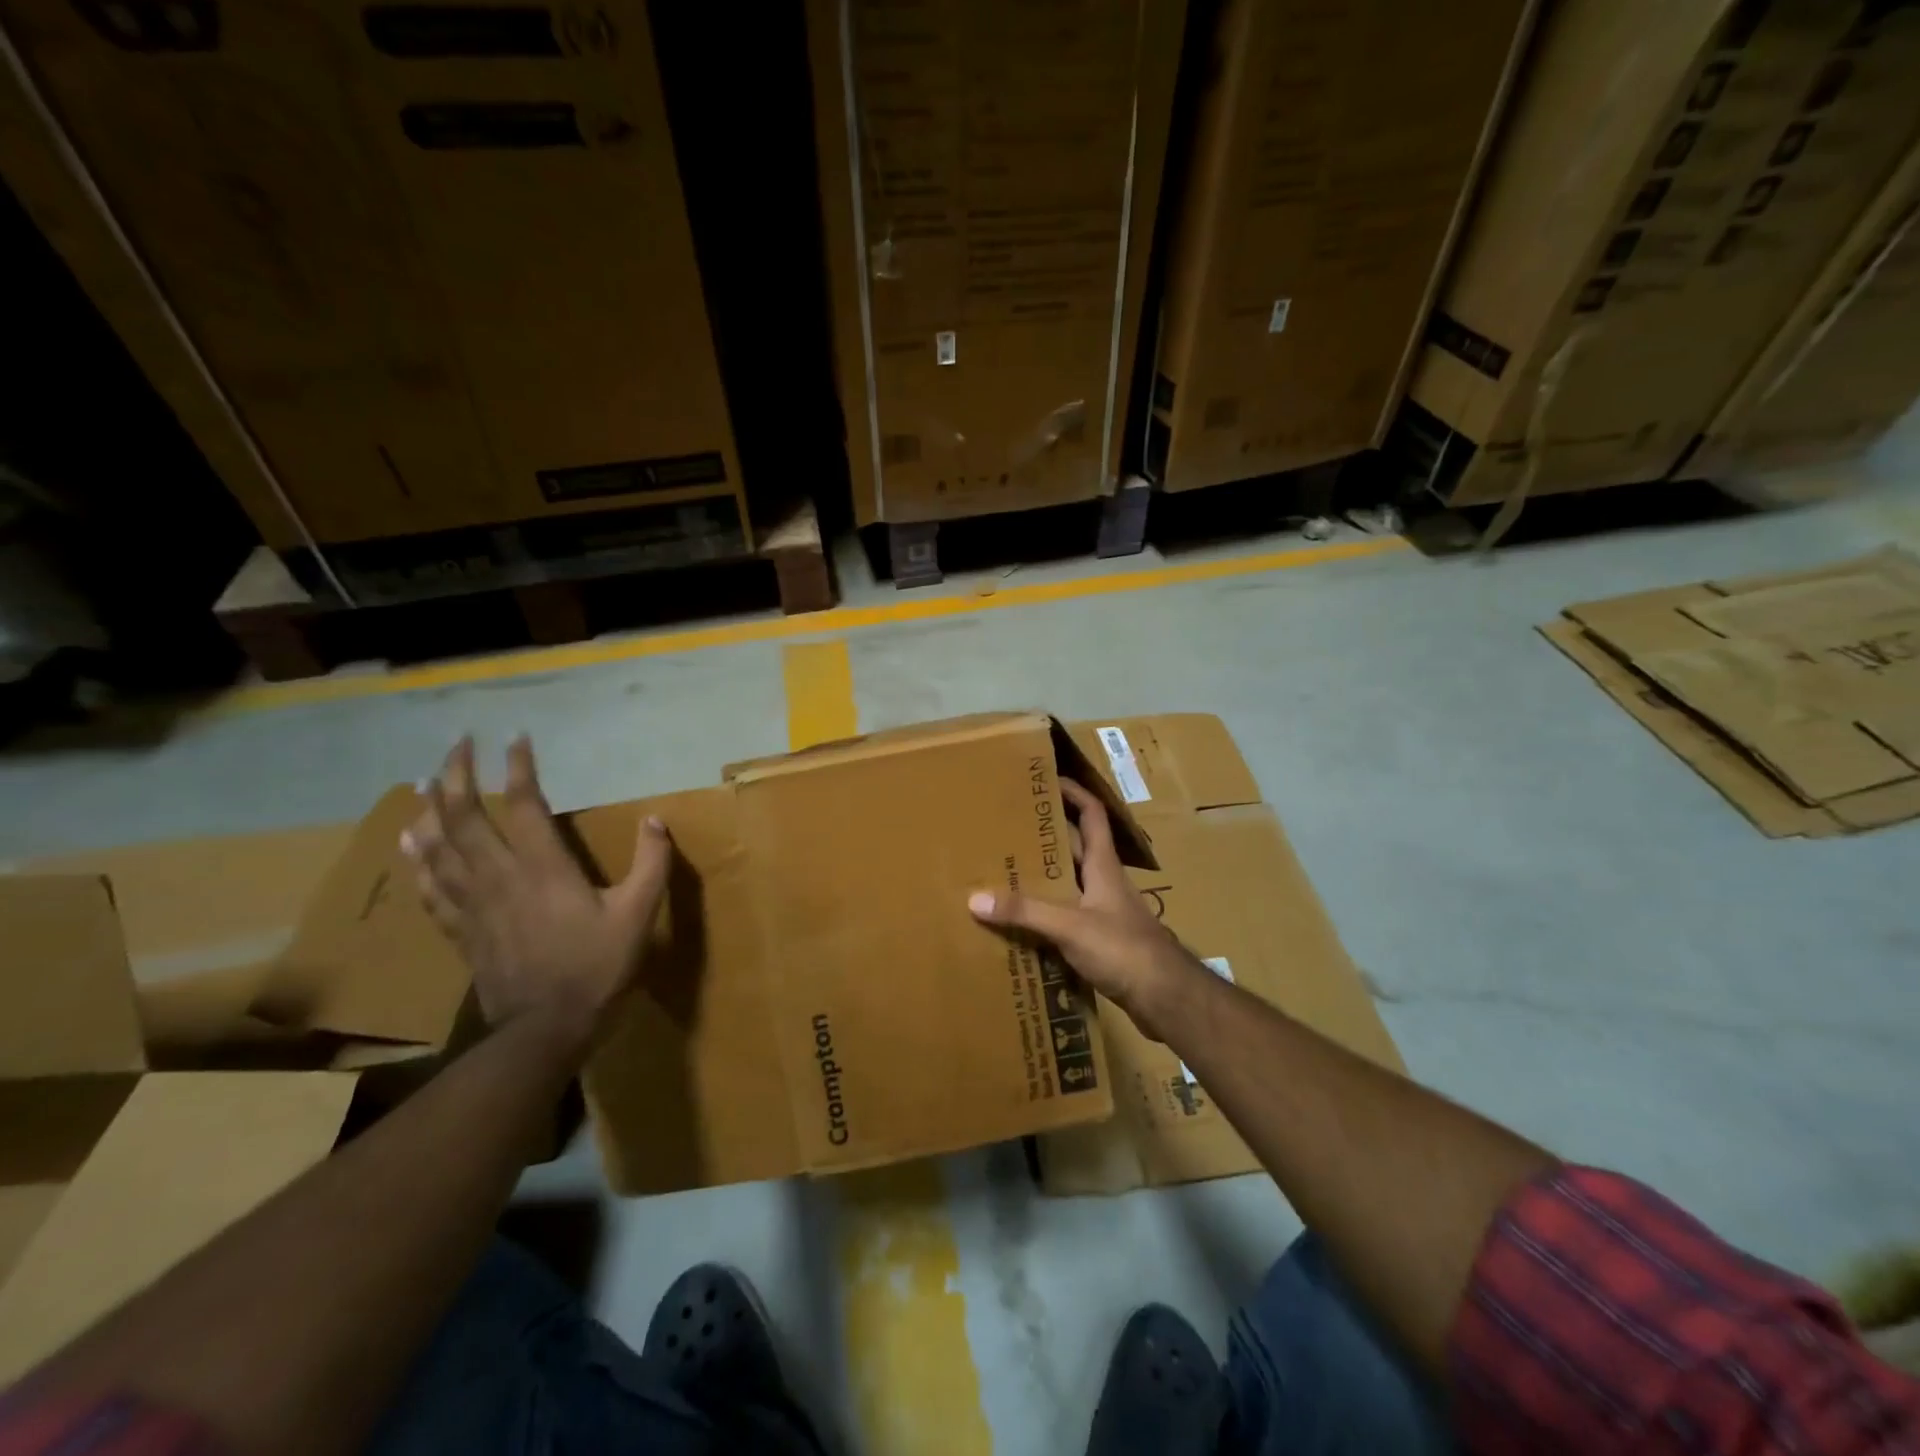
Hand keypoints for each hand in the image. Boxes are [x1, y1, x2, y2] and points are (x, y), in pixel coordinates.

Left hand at [401, 736, 670, 1046]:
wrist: (544, 1030)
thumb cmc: (596, 969)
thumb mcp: (639, 915)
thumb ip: (651, 865)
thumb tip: (656, 820)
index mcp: (544, 869)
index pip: (525, 805)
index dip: (519, 768)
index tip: (514, 737)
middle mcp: (500, 877)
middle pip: (465, 817)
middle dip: (457, 775)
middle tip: (456, 744)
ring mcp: (474, 905)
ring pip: (439, 848)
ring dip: (430, 809)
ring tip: (426, 781)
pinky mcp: (462, 930)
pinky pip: (431, 887)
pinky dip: (418, 859)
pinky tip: (410, 842)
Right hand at [967, 778, 1198, 1038]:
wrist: (1166, 998)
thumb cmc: (1124, 949)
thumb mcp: (1070, 926)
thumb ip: (1025, 912)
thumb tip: (975, 899)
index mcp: (1103, 866)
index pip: (1091, 815)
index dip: (1073, 793)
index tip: (1047, 779)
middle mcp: (1105, 882)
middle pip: (1075, 848)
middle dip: (1046, 835)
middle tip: (1009, 829)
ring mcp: (1106, 912)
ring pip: (1070, 884)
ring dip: (1044, 877)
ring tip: (1006, 872)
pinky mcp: (1103, 940)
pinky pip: (1068, 917)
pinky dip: (1047, 915)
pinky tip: (1023, 923)